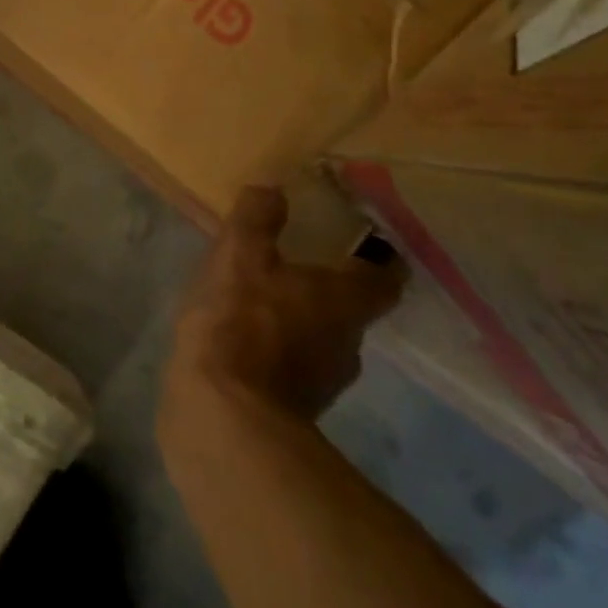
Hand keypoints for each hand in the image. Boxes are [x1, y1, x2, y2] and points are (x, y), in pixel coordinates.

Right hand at [164, 186, 404, 421]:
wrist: (222, 419)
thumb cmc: (241, 324)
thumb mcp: (239, 254)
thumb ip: (258, 217)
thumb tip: (274, 188)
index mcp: (345, 301)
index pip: (386, 277)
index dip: (379, 258)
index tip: (364, 242)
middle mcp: (348, 343)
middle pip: (353, 310)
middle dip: (330, 289)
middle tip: (299, 264)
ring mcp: (325, 384)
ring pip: (323, 341)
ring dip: (301, 322)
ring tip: (265, 302)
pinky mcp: (296, 412)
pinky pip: (295, 369)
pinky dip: (279, 354)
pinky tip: (246, 342)